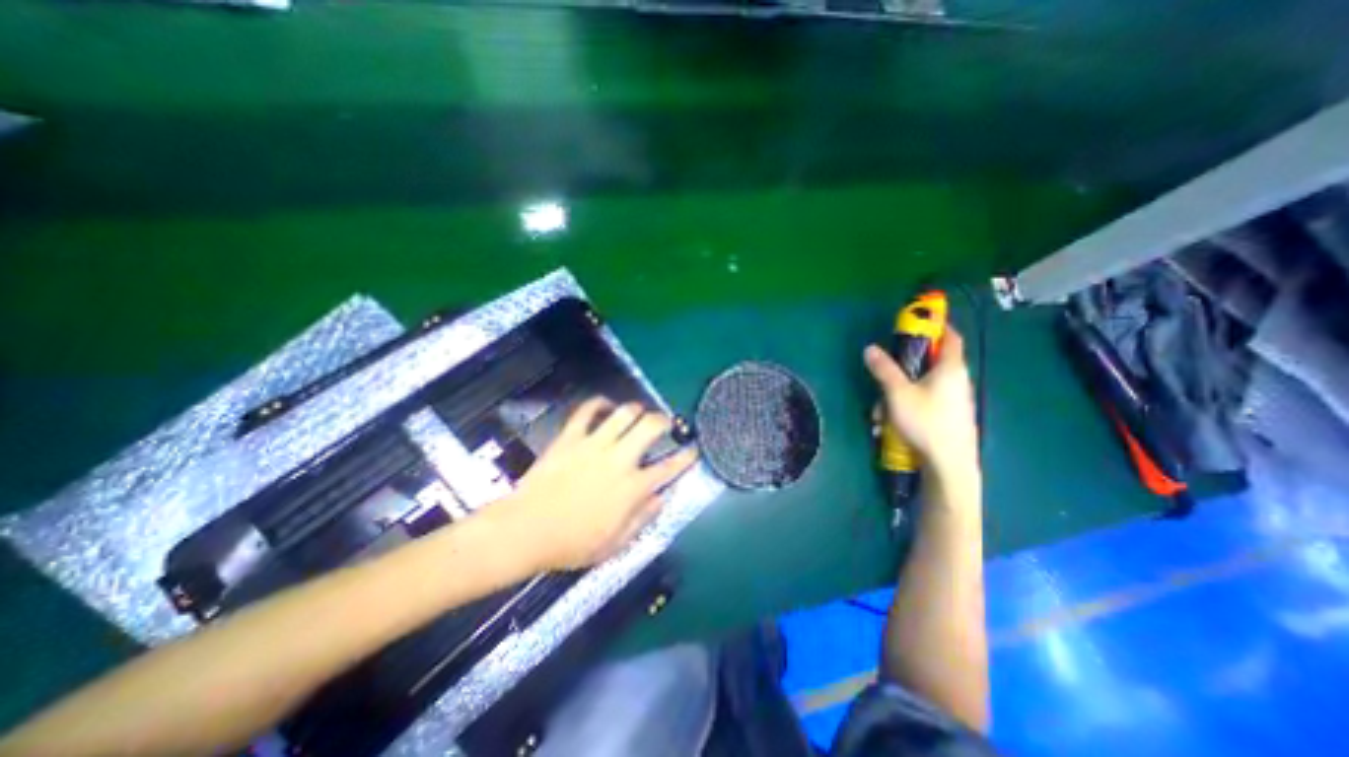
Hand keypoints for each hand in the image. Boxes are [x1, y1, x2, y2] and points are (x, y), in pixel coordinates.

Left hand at [489, 399, 695, 569]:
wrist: (526, 530)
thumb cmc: (572, 543)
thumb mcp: (615, 544)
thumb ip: (642, 518)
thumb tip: (661, 498)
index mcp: (632, 488)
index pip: (669, 468)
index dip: (686, 457)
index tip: (693, 449)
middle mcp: (619, 460)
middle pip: (650, 427)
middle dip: (663, 420)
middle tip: (664, 423)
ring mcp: (594, 444)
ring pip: (624, 413)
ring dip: (636, 409)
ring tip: (637, 413)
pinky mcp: (571, 437)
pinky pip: (587, 410)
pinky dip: (599, 403)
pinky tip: (605, 406)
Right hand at [862, 328, 982, 481]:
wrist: (949, 464)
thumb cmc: (925, 422)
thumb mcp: (897, 393)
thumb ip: (884, 370)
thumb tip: (870, 348)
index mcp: (951, 368)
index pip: (951, 337)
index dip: (937, 326)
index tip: (919, 322)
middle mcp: (958, 380)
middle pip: (932, 363)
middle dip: (905, 368)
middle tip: (885, 376)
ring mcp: (957, 401)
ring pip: (925, 386)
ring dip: (901, 392)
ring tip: (882, 413)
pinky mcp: (951, 417)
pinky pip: (928, 402)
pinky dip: (909, 405)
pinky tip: (893, 423)